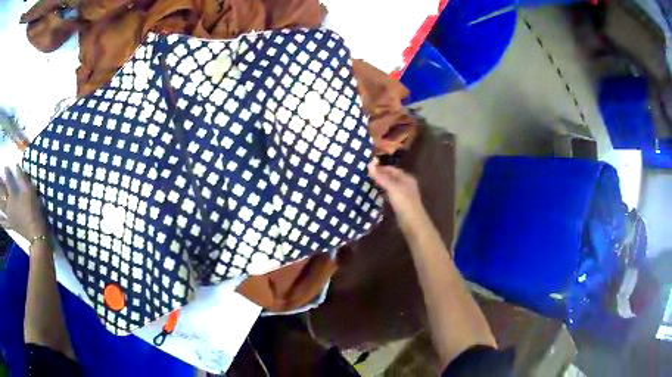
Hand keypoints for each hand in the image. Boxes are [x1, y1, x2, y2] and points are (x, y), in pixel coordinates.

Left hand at [0, 167, 47, 239]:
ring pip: (2, 207)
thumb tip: (17, 167)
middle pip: (2, 193)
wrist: (36, 233)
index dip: (7, 172)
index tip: (5, 167)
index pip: (8, 180)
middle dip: (0, 187)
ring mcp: (9, 216)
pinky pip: (4, 223)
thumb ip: (22, 178)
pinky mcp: (10, 225)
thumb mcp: (30, 191)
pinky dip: (1, 221)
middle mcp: (9, 204)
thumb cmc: (33, 210)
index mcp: (13, 195)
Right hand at [368, 160, 427, 230]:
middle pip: (392, 177)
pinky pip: (391, 195)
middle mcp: (406, 185)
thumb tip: (369, 164)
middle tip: (367, 175)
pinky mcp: (401, 204)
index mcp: (407, 178)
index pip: (392, 169)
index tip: (369, 168)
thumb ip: (381, 177)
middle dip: (381, 175)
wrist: (412, 222)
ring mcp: (404, 195)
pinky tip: (377, 195)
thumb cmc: (404, 202)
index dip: (381, 168)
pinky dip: (384, 193)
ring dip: (382, 184)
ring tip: (369, 183)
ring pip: (391, 186)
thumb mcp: (392, 187)